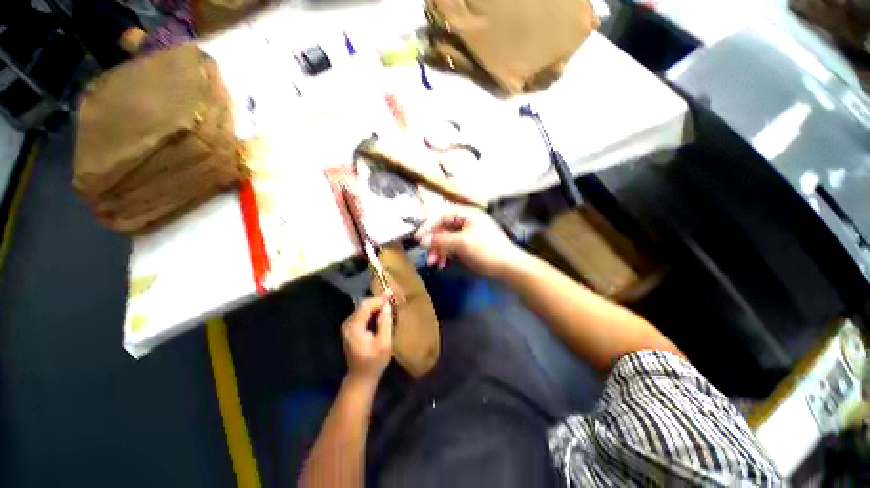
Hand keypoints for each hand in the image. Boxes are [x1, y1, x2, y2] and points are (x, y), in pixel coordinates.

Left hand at [342, 295, 393, 384]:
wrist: (361, 377)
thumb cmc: (374, 361)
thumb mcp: (384, 343)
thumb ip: (385, 322)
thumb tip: (386, 305)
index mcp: (354, 328)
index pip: (366, 306)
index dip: (379, 299)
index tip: (390, 293)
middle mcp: (348, 325)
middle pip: (363, 306)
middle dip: (377, 300)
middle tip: (390, 295)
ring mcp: (347, 327)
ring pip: (362, 309)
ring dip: (374, 304)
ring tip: (387, 300)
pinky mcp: (350, 329)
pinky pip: (361, 314)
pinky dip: (371, 310)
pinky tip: (380, 310)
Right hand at [415, 205, 525, 277]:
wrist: (510, 268)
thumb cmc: (487, 251)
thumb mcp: (462, 243)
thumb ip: (441, 239)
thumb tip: (422, 240)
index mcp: (468, 214)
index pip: (442, 215)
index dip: (428, 225)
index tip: (418, 238)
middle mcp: (468, 221)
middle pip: (444, 228)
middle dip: (434, 242)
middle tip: (428, 256)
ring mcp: (469, 233)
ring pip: (447, 239)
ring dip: (439, 250)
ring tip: (435, 264)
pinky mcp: (470, 245)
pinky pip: (454, 246)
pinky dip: (447, 254)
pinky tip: (443, 264)